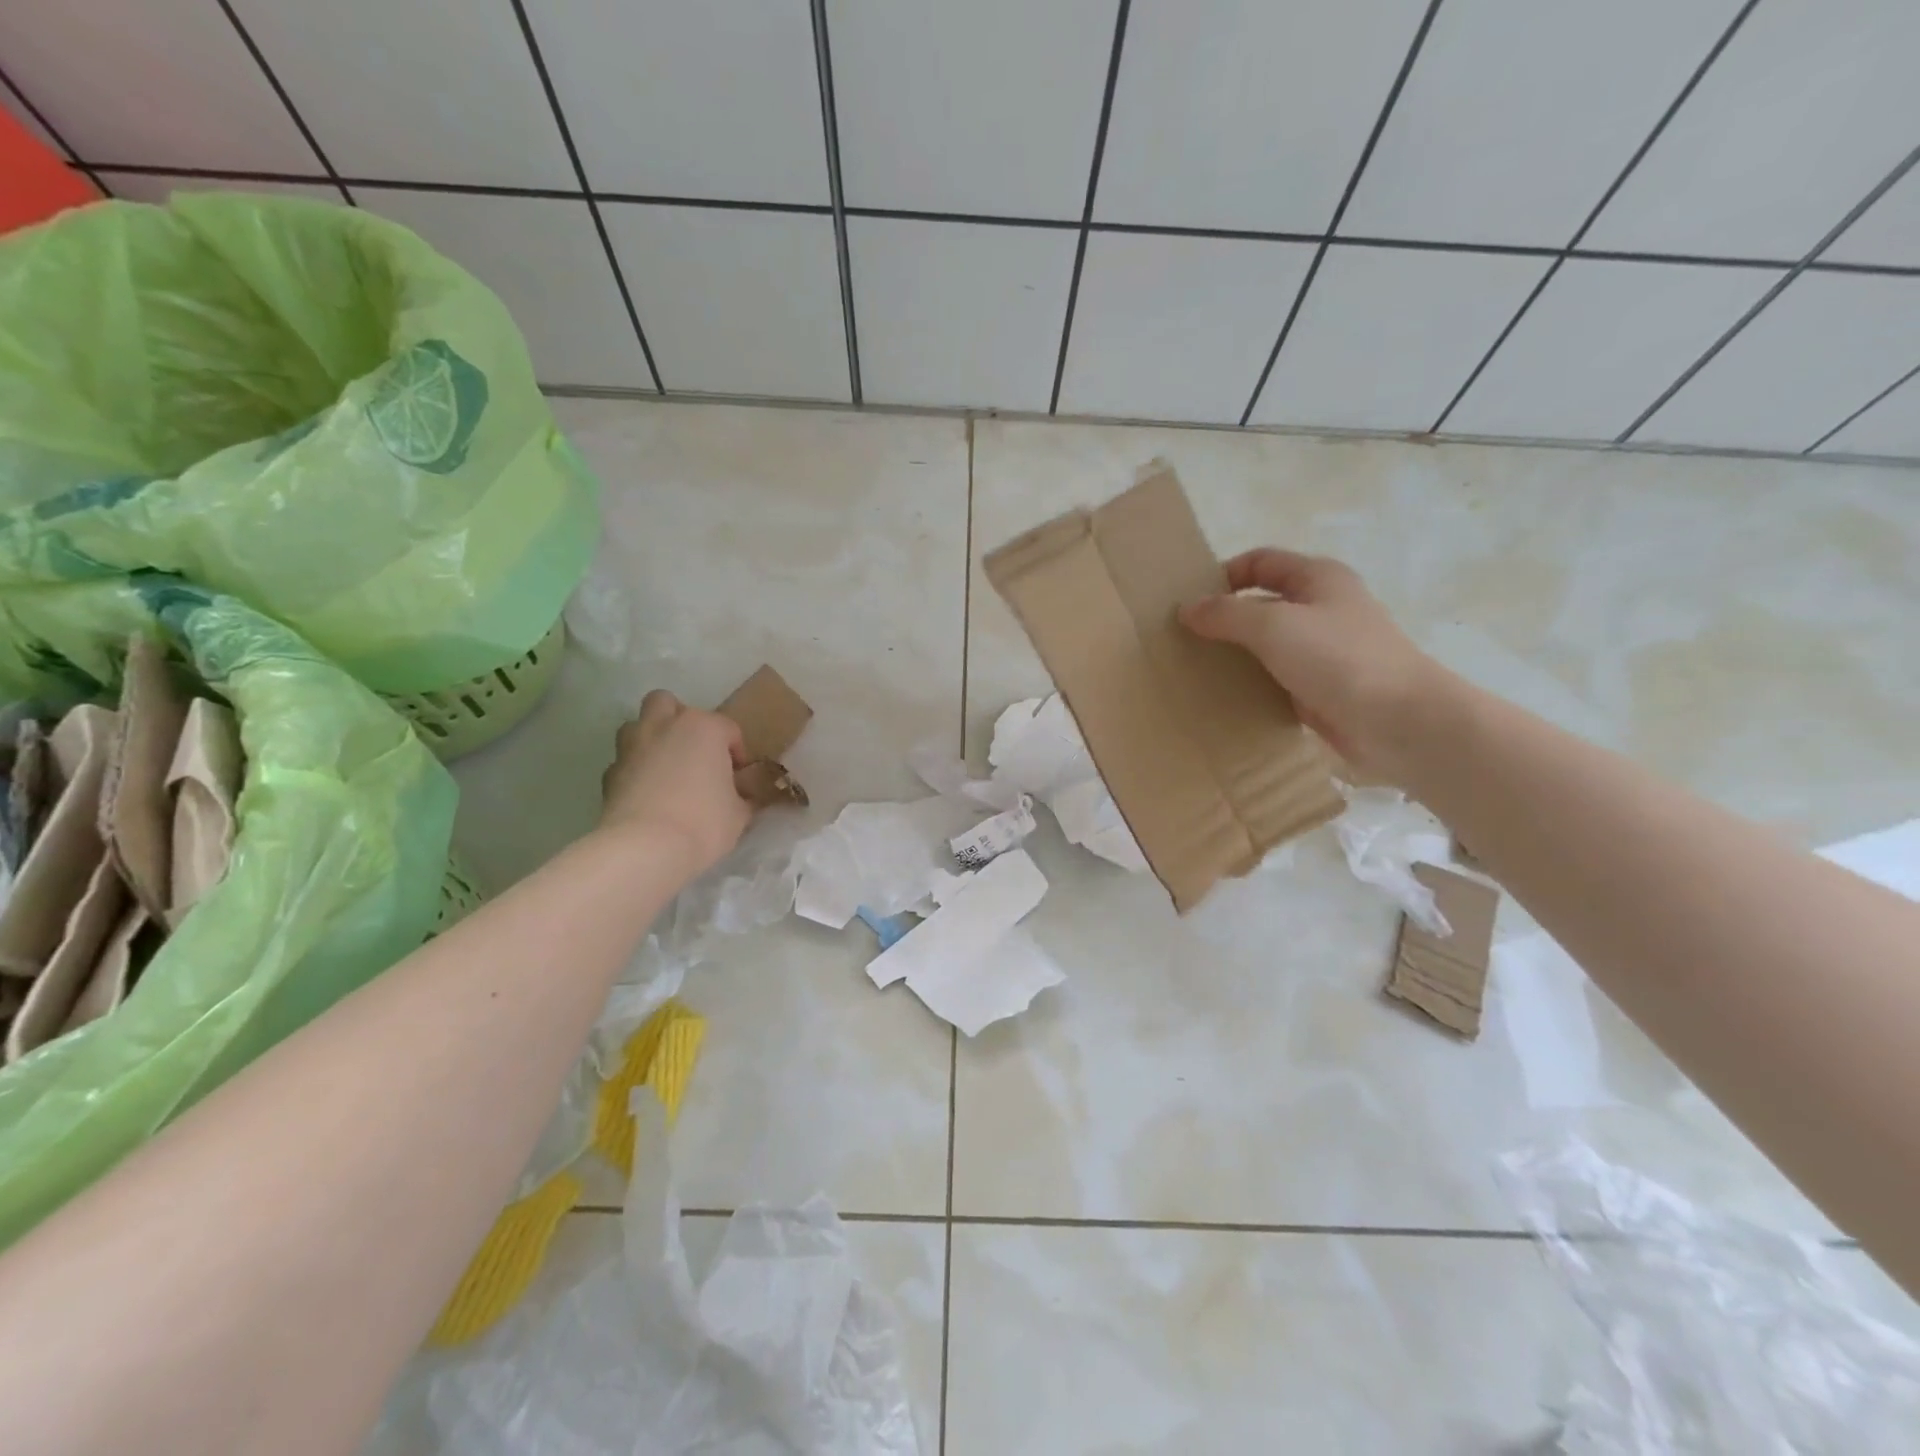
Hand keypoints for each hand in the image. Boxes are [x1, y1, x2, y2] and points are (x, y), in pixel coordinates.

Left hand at [599, 690, 751, 879]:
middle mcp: (665, 726)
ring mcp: (632, 747)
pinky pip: (625, 760)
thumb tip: (743, 795)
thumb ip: (743, 796)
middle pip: (669, 704)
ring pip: (639, 724)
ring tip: (666, 767)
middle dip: (682, 721)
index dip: (737, 753)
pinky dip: (635, 769)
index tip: (739, 779)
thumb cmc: (704, 823)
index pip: (728, 729)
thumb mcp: (740, 813)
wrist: (645, 848)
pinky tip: (647, 793)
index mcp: (704, 728)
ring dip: (652, 738)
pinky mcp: (609, 772)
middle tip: (695, 752)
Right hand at [1181, 549, 1444, 780]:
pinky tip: (1224, 698)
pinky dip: (1251, 684)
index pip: (1260, 562)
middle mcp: (1321, 608)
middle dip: (1224, 617)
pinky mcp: (1321, 689)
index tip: (1188, 601)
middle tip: (1182, 638)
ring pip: (1267, 645)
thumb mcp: (1274, 625)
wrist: (1399, 722)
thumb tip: (1187, 608)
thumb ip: (1226, 614)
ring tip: (1194, 669)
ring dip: (1235, 654)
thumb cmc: (1339, 659)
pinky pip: (1276, 679)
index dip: (1224, 574)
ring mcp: (1323, 651)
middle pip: (1262, 603)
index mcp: (1317, 578)